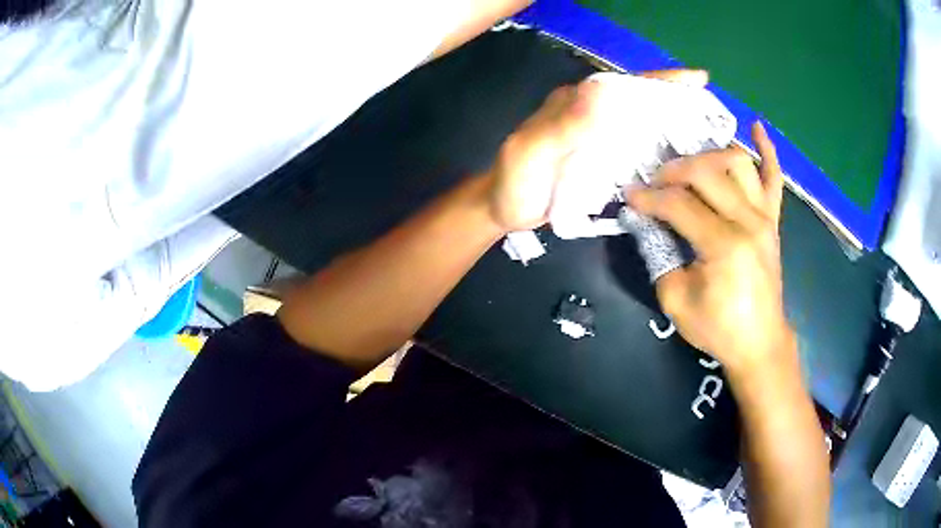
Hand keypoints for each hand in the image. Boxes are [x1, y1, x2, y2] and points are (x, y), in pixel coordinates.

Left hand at [486, 69, 709, 231]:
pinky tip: (683, 164)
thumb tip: (602, 92)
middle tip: (716, 114)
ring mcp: (602, 139)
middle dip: (679, 102)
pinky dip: (662, 153)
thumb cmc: (514, 181)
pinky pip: (640, 152)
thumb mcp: (531, 152)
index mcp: (578, 104)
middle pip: (643, 103)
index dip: (661, 80)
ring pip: (645, 126)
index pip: (626, 85)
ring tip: (712, 138)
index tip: (697, 79)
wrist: (504, 212)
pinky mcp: (605, 162)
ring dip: (677, 128)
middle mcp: (595, 115)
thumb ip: (563, 125)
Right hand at [626, 121, 792, 375]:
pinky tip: (757, 126)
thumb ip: (658, 255)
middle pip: (706, 172)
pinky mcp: (773, 219)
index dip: (648, 197)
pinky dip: (768, 150)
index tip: (629, 195)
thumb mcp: (676, 301)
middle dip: (673, 171)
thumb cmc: (718, 329)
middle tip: (655, 183)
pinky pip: (774, 177)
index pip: (679, 204)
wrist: (759, 343)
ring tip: (690, 169)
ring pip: (737, 162)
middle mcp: (748, 221)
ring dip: (708, 157)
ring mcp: (765, 216)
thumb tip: (646, 222)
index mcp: (724, 245)